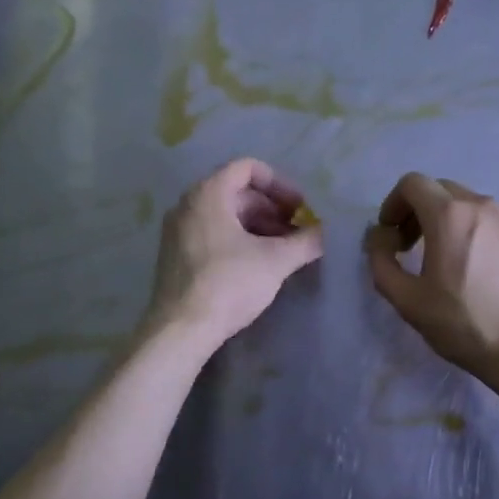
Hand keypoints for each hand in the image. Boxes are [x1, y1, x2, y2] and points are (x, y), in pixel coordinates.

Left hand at [145, 158, 323, 346]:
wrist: (180, 330)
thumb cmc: (228, 284)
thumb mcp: (276, 261)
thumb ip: (305, 242)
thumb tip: (323, 234)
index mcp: (208, 194)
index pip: (248, 168)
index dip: (280, 184)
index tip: (299, 208)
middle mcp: (188, 204)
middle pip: (238, 193)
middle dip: (272, 210)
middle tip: (297, 233)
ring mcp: (177, 230)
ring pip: (226, 215)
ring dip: (258, 226)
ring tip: (283, 251)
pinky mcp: (175, 255)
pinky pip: (212, 233)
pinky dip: (238, 240)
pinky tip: (257, 265)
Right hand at [364, 172, 498, 382]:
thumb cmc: (466, 325)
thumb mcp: (409, 301)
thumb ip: (382, 262)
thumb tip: (379, 237)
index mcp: (450, 215)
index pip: (412, 183)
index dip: (393, 203)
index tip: (390, 233)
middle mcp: (481, 206)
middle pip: (440, 189)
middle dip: (417, 210)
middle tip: (410, 246)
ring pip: (467, 203)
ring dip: (446, 219)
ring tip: (443, 258)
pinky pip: (491, 219)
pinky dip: (472, 229)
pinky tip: (475, 266)